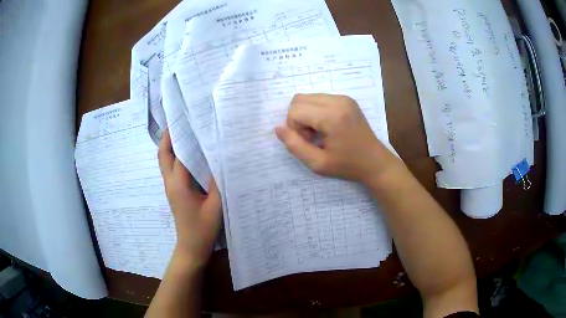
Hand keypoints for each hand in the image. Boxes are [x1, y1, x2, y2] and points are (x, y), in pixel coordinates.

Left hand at [158, 130, 221, 268]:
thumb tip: (220, 159)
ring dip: (171, 146)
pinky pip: (172, 169)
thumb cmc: (203, 229)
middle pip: (163, 155)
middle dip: (168, 137)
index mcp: (179, 185)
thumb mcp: (216, 206)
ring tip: (185, 133)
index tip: (188, 121)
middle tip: (180, 122)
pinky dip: (176, 157)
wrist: (191, 248)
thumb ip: (218, 182)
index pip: (178, 154)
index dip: (182, 136)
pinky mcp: (175, 193)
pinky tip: (190, 155)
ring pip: (166, 162)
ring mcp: (171, 188)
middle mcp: (171, 183)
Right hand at [275, 93, 397, 184]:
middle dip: (298, 119)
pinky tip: (327, 127)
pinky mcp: (347, 99)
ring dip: (306, 114)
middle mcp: (338, 101)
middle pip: (299, 99)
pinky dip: (316, 111)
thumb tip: (278, 128)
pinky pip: (319, 98)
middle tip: (312, 137)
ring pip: (308, 97)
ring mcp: (343, 98)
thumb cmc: (348, 166)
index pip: (295, 111)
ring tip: (320, 132)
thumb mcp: (318, 164)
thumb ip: (294, 146)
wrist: (375, 162)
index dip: (294, 129)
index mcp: (332, 116)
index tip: (309, 142)